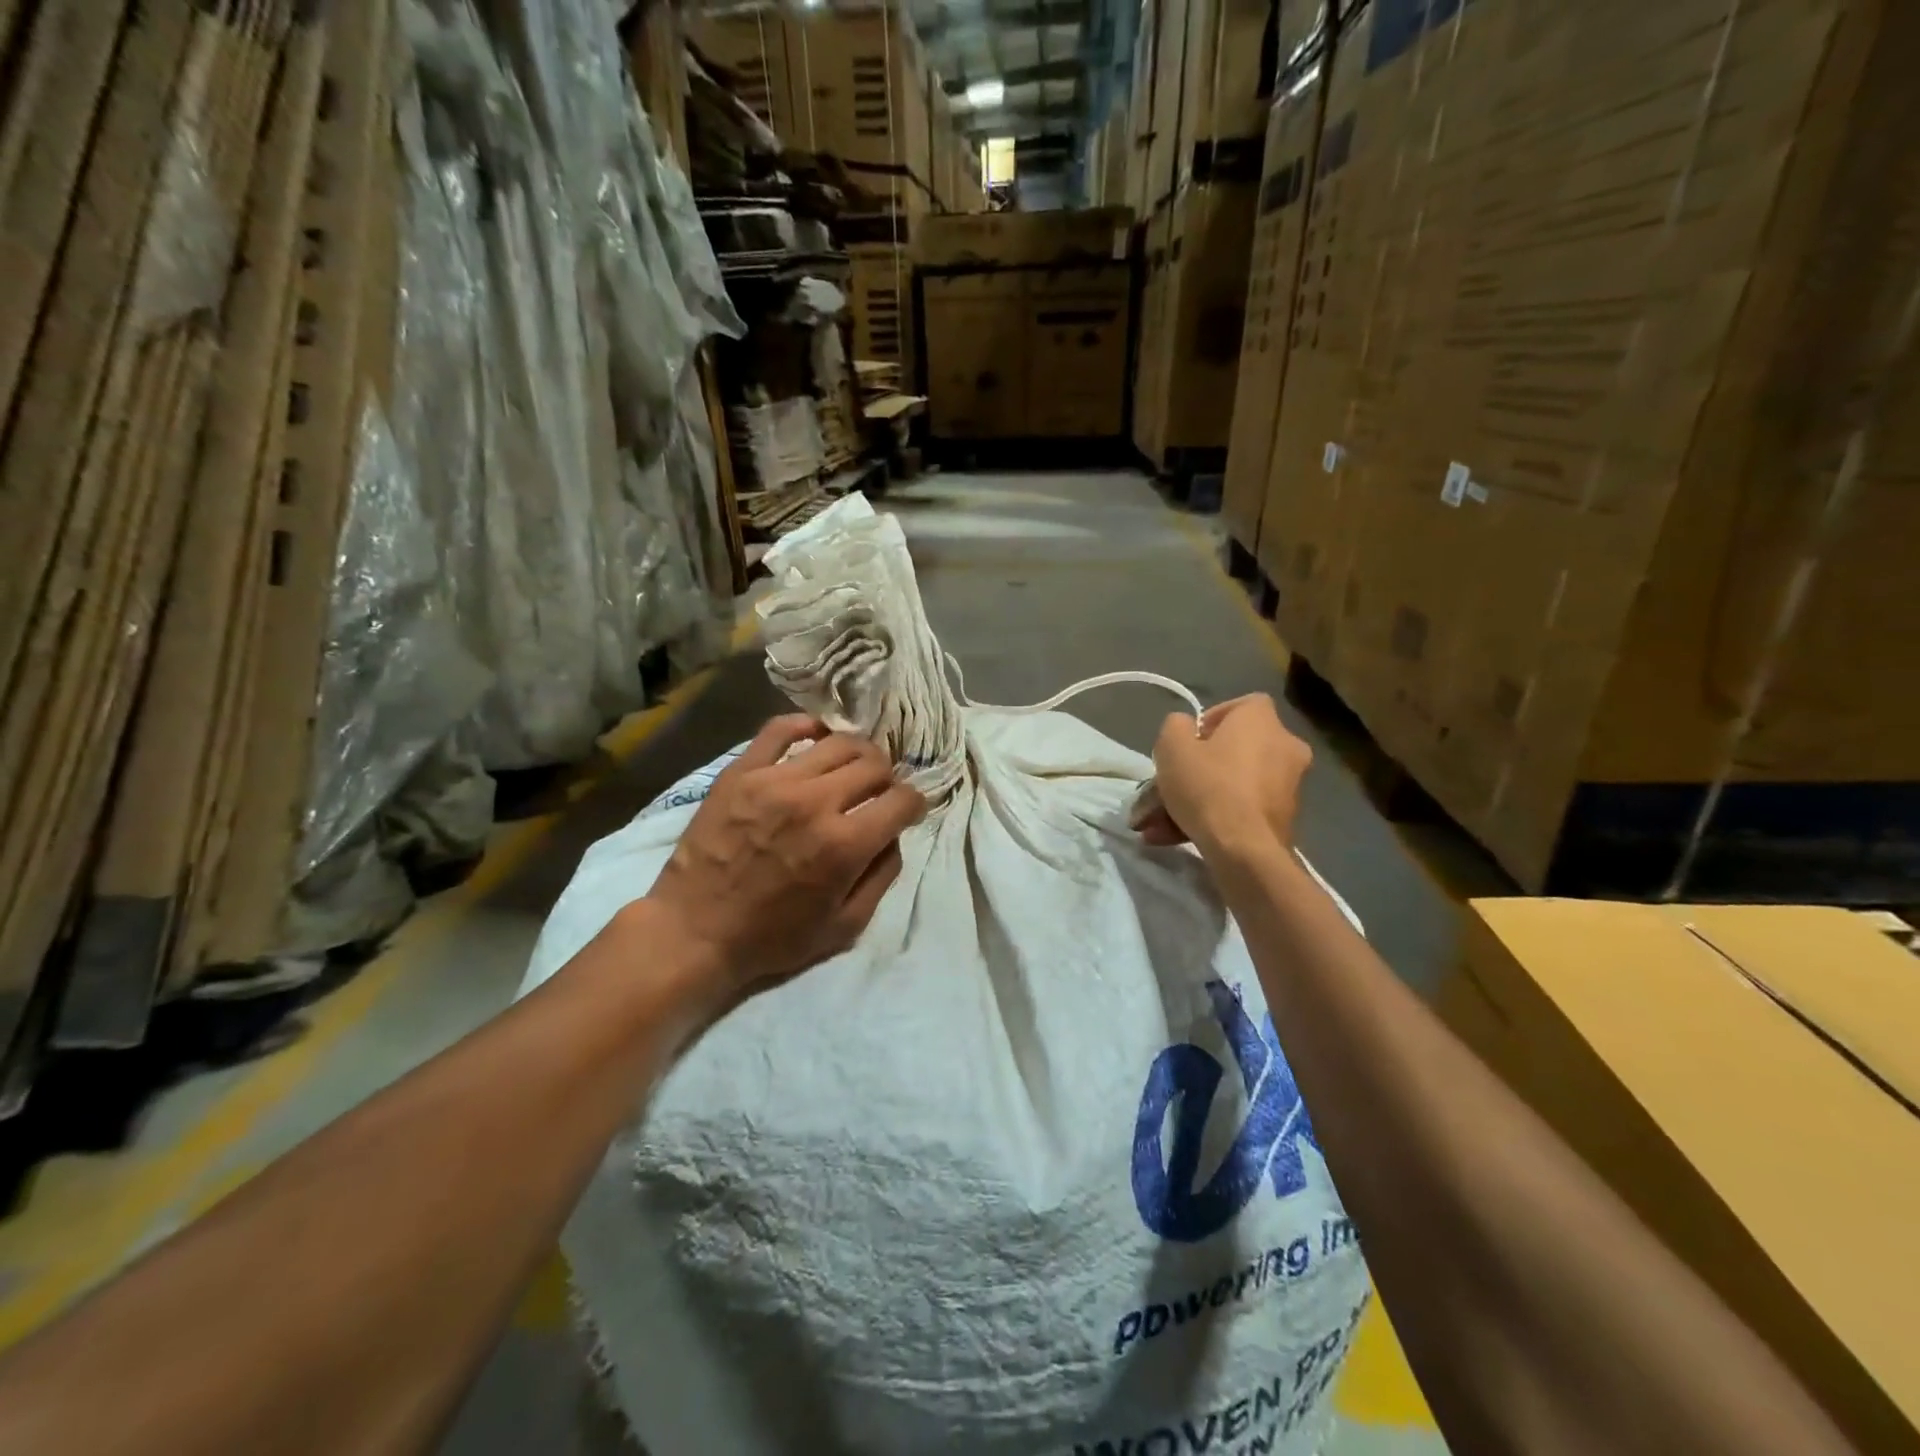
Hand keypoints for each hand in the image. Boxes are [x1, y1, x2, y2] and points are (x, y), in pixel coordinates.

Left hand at [642, 716, 924, 1007]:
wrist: (694, 931)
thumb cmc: (773, 937)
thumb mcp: (845, 926)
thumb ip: (882, 875)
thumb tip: (894, 833)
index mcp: (845, 845)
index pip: (902, 800)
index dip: (914, 804)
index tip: (906, 811)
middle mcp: (816, 803)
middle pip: (874, 763)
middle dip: (887, 777)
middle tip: (877, 791)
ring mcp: (775, 781)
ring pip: (837, 742)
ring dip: (856, 753)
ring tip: (849, 769)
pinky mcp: (741, 772)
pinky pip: (780, 729)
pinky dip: (805, 727)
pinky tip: (814, 739)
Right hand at [1136, 694, 1310, 860]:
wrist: (1243, 849)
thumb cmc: (1208, 786)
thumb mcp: (1172, 747)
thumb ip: (1175, 726)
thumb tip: (1185, 727)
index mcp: (1261, 720)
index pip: (1240, 705)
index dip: (1209, 721)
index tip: (1187, 743)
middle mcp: (1285, 746)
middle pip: (1234, 749)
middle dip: (1198, 768)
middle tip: (1168, 786)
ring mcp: (1288, 785)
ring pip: (1232, 784)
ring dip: (1197, 799)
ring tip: (1160, 823)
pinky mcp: (1284, 818)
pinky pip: (1241, 809)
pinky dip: (1214, 818)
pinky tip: (1177, 836)